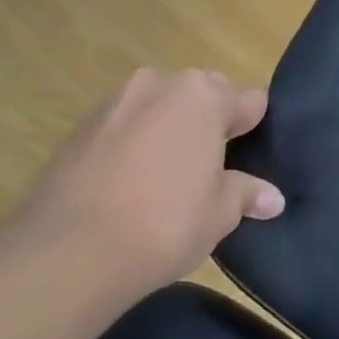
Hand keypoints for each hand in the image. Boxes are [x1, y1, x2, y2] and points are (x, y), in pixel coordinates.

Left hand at [12, 69, 284, 289]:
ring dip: (168, 132)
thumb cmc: (165, 222)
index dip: (254, 129)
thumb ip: (248, 194)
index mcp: (203, 95)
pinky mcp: (76, 130)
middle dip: (209, 124)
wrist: (66, 254)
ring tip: (169, 179)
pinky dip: (133, 147)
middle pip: (201, 96)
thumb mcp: (221, 212)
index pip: (249, 100)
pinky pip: (123, 129)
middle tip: (213, 169)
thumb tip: (273, 199)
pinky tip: (131, 187)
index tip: (253, 158)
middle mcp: (158, 85)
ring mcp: (112, 103)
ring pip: (158, 110)